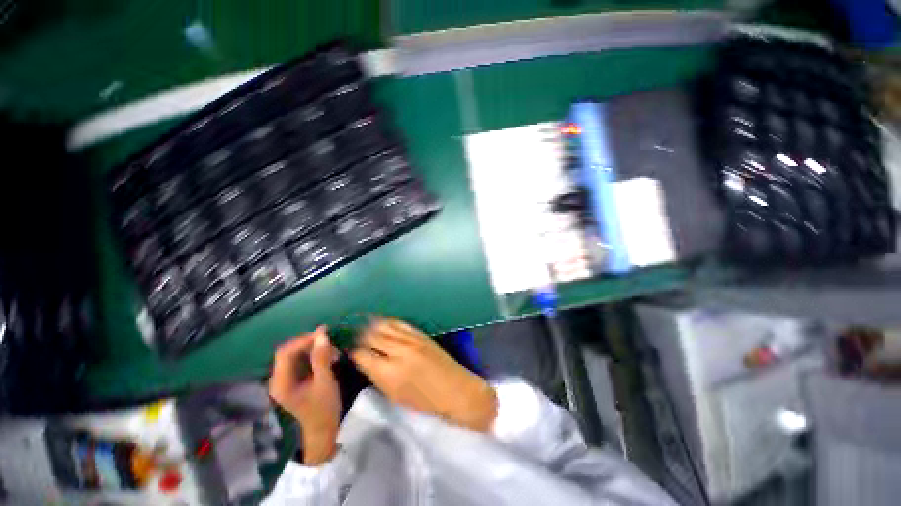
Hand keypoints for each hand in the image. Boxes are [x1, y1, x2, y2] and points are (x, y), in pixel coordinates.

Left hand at [268, 327, 340, 465]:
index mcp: (281, 383)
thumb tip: (322, 334)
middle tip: (329, 341)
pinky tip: (327, 357)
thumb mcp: (325, 381)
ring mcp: (284, 381)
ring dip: (312, 349)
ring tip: (332, 350)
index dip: (303, 340)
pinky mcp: (292, 381)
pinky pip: (300, 361)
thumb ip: (321, 357)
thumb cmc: (324, 408)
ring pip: (295, 355)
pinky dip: (313, 355)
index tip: (324, 333)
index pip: (285, 352)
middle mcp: (277, 380)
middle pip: (288, 352)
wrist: (323, 430)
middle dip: (309, 343)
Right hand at [350, 318, 496, 431]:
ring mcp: (410, 339)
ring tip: (363, 327)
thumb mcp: (395, 395)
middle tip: (354, 338)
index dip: (352, 352)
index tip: (348, 351)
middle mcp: (397, 351)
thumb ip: (377, 376)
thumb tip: (364, 361)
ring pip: (383, 326)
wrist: (455, 389)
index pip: (361, 355)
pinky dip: (387, 322)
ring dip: (371, 326)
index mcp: (388, 373)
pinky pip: (399, 323)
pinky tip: (381, 323)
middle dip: (359, 337)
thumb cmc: (424, 401)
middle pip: (370, 336)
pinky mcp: (420, 333)